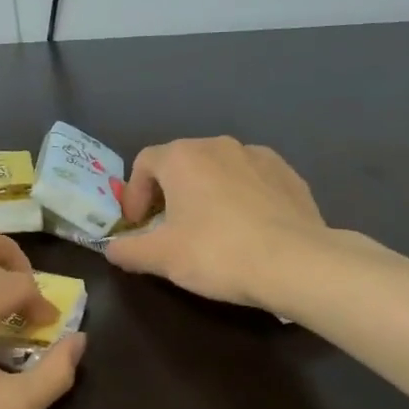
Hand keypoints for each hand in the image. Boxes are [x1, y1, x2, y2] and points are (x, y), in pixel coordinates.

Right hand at [107, 137, 329, 310]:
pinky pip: (252, 180)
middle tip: (168, 228)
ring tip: (209, 228)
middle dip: (168, 192)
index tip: (136, 225)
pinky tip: (247, 229)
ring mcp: (258, 156)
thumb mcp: (161, 258)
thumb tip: (112, 249)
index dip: (133, 194)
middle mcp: (218, 145)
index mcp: (182, 157)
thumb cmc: (217, 253)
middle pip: (181, 163)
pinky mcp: (289, 174)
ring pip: (219, 170)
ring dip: (205, 192)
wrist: (297, 263)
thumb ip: (128, 250)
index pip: (144, 163)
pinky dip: (240, 197)